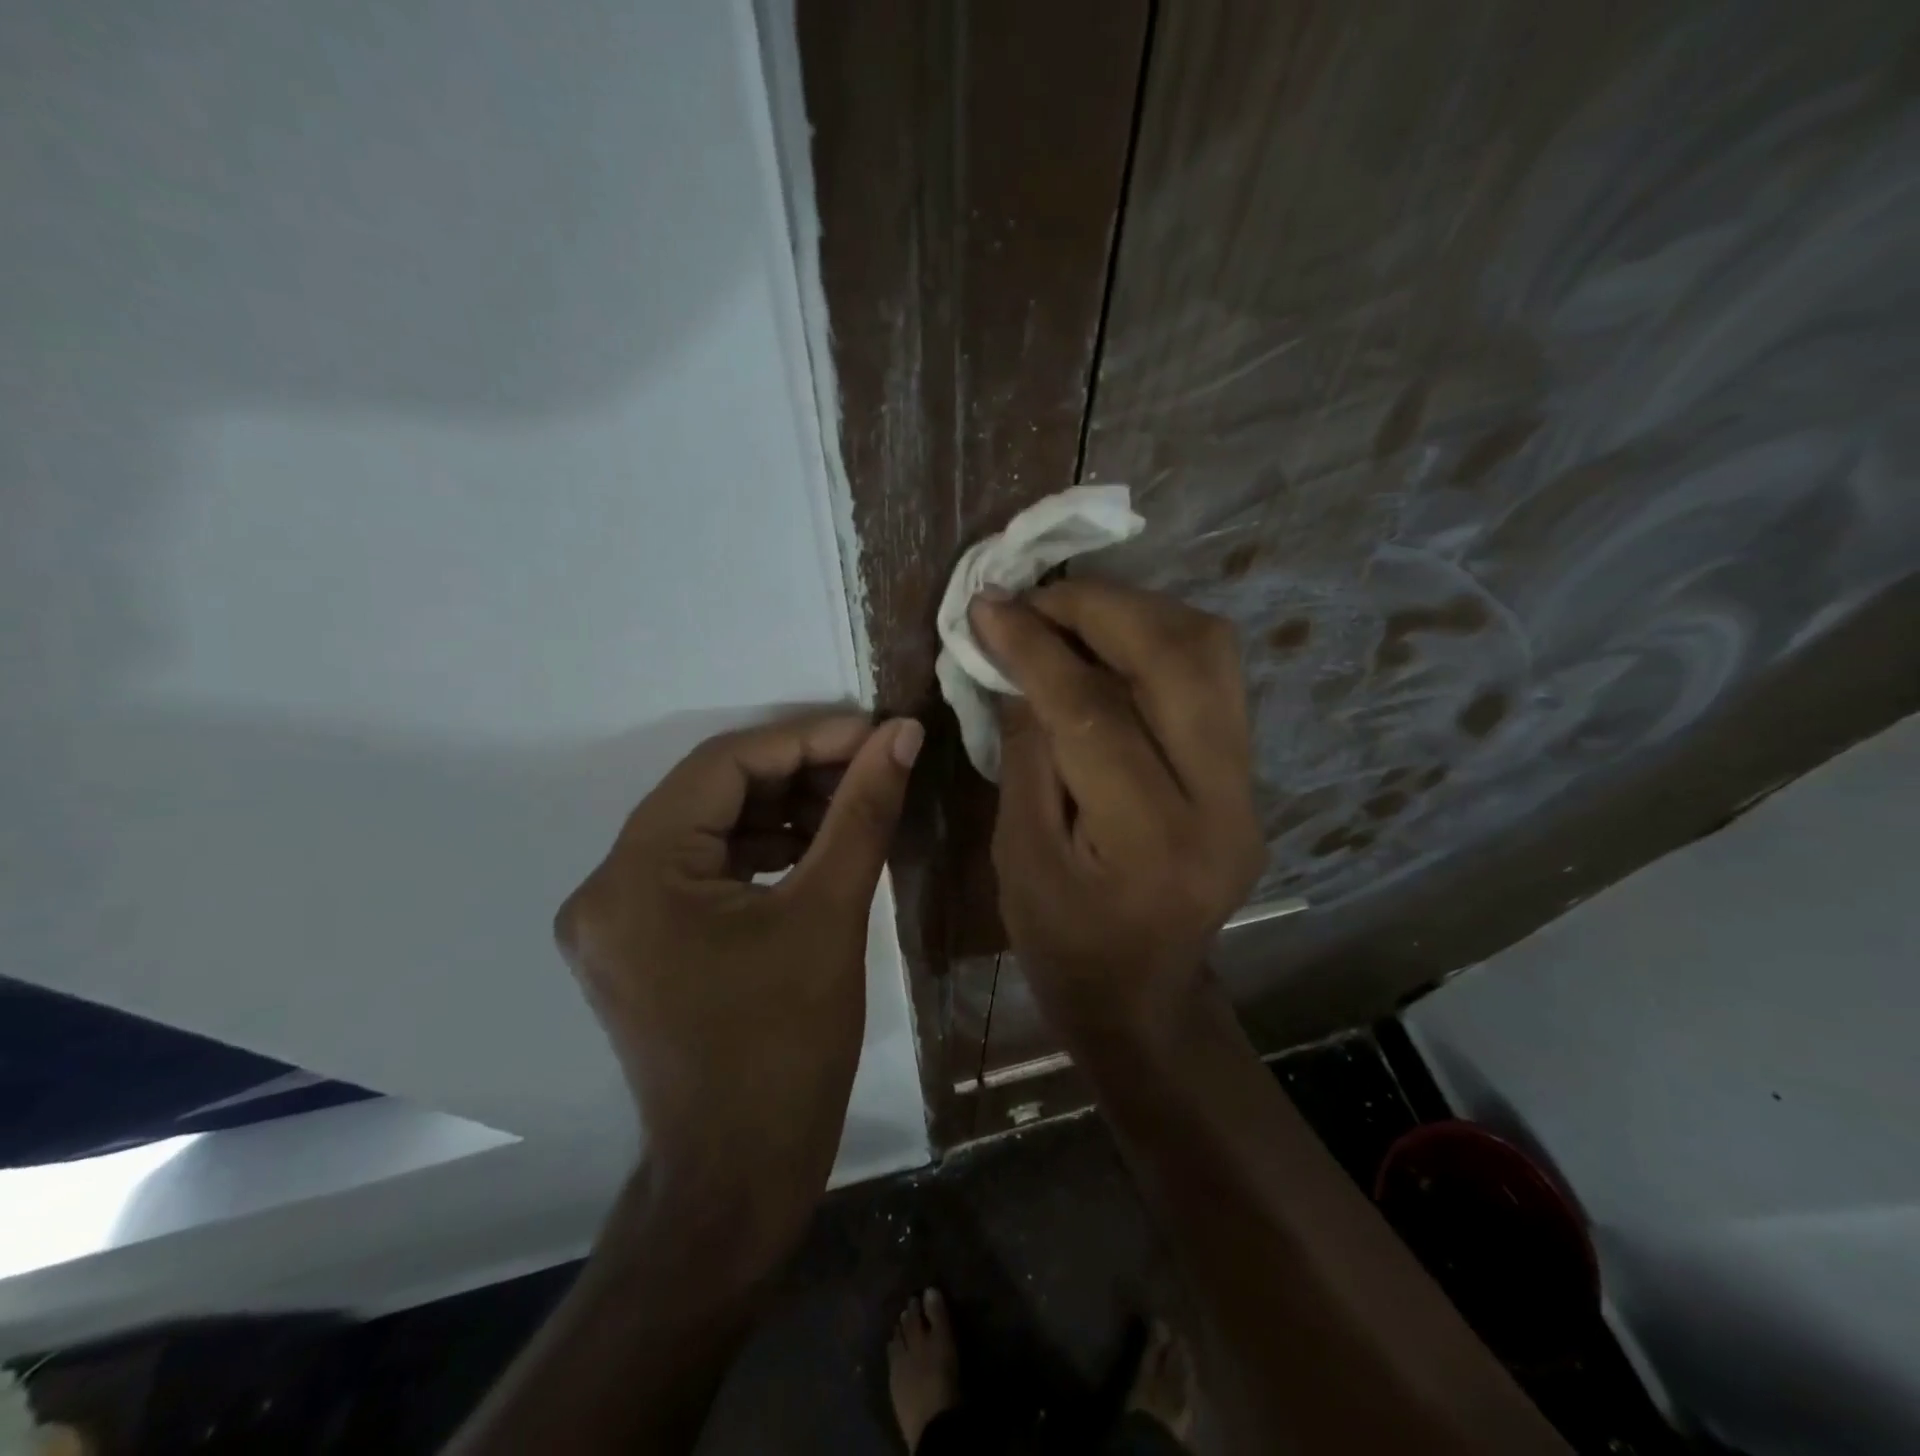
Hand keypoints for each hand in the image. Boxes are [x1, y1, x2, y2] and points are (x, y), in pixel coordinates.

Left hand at [554, 712, 921, 1235]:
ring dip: (781, 809)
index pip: (722, 766)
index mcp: (637, 876)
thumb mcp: (831, 915)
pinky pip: (703, 867)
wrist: (738, 1178)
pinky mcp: (640, 942)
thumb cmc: (786, 1049)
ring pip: (708, 827)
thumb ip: (863, 811)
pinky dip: (760, 848)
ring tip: (853, 802)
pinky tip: (814, 846)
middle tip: (871, 765)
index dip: (805, 738)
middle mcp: (607, 887)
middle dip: (797, 772)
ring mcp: (617, 918)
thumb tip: (902, 734)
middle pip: (711, 793)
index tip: (874, 733)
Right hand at [971, 582, 1263, 1028]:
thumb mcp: (1019, 855)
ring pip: (1210, 652)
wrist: (1144, 996)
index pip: (1095, 712)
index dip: (1035, 647)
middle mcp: (1222, 803)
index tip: (987, 606)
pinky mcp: (1247, 775)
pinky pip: (1210, 677)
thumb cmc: (1064, 944)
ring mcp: (1249, 786)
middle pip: (1180, 658)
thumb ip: (1026, 751)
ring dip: (1135, 613)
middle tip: (1033, 598)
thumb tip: (1018, 661)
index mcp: (1152, 841)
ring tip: (1067, 615)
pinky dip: (1155, 642)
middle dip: (1098, 607)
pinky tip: (1106, 648)